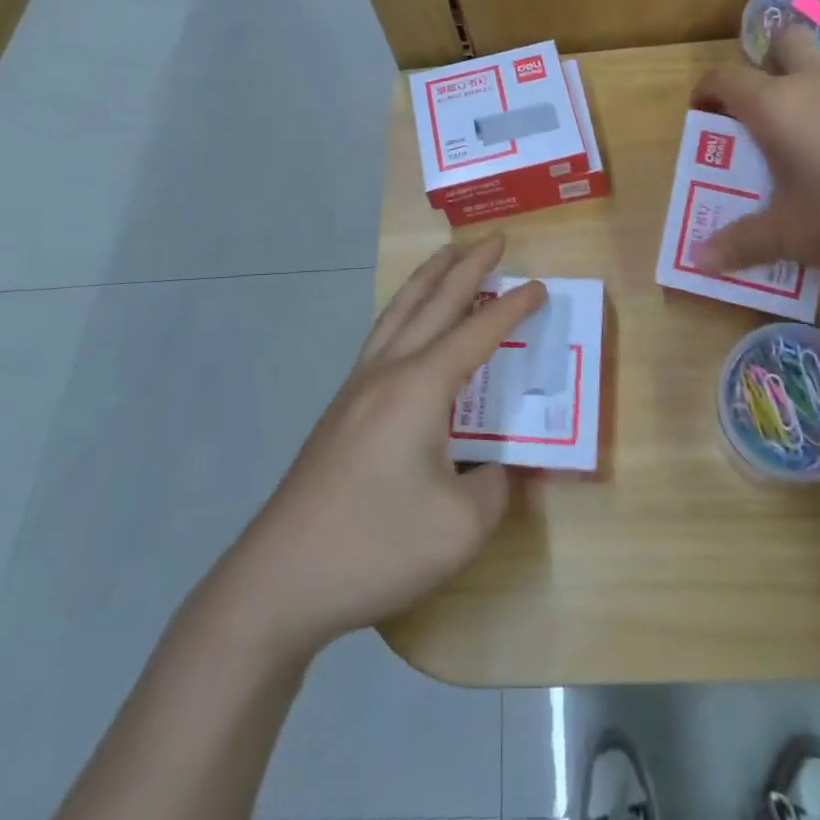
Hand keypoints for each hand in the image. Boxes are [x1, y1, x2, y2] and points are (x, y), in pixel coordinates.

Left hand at [218, 237, 543, 655]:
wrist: (281, 579)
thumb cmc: (376, 546)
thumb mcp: (461, 528)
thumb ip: (496, 488)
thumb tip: (500, 467)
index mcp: (420, 388)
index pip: (477, 333)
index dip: (512, 309)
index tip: (539, 287)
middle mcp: (387, 373)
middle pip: (433, 303)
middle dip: (467, 267)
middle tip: (495, 239)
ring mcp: (357, 388)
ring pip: (398, 312)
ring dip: (428, 279)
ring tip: (449, 256)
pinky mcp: (340, 410)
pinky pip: (381, 337)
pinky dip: (404, 311)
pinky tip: (407, 323)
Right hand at [691, 27, 819, 281]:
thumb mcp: (791, 237)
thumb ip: (741, 244)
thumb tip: (699, 260)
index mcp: (777, 105)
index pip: (726, 77)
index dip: (706, 90)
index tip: (701, 114)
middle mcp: (817, 83)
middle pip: (783, 43)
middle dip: (763, 66)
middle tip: (759, 114)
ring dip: (806, 94)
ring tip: (807, 151)